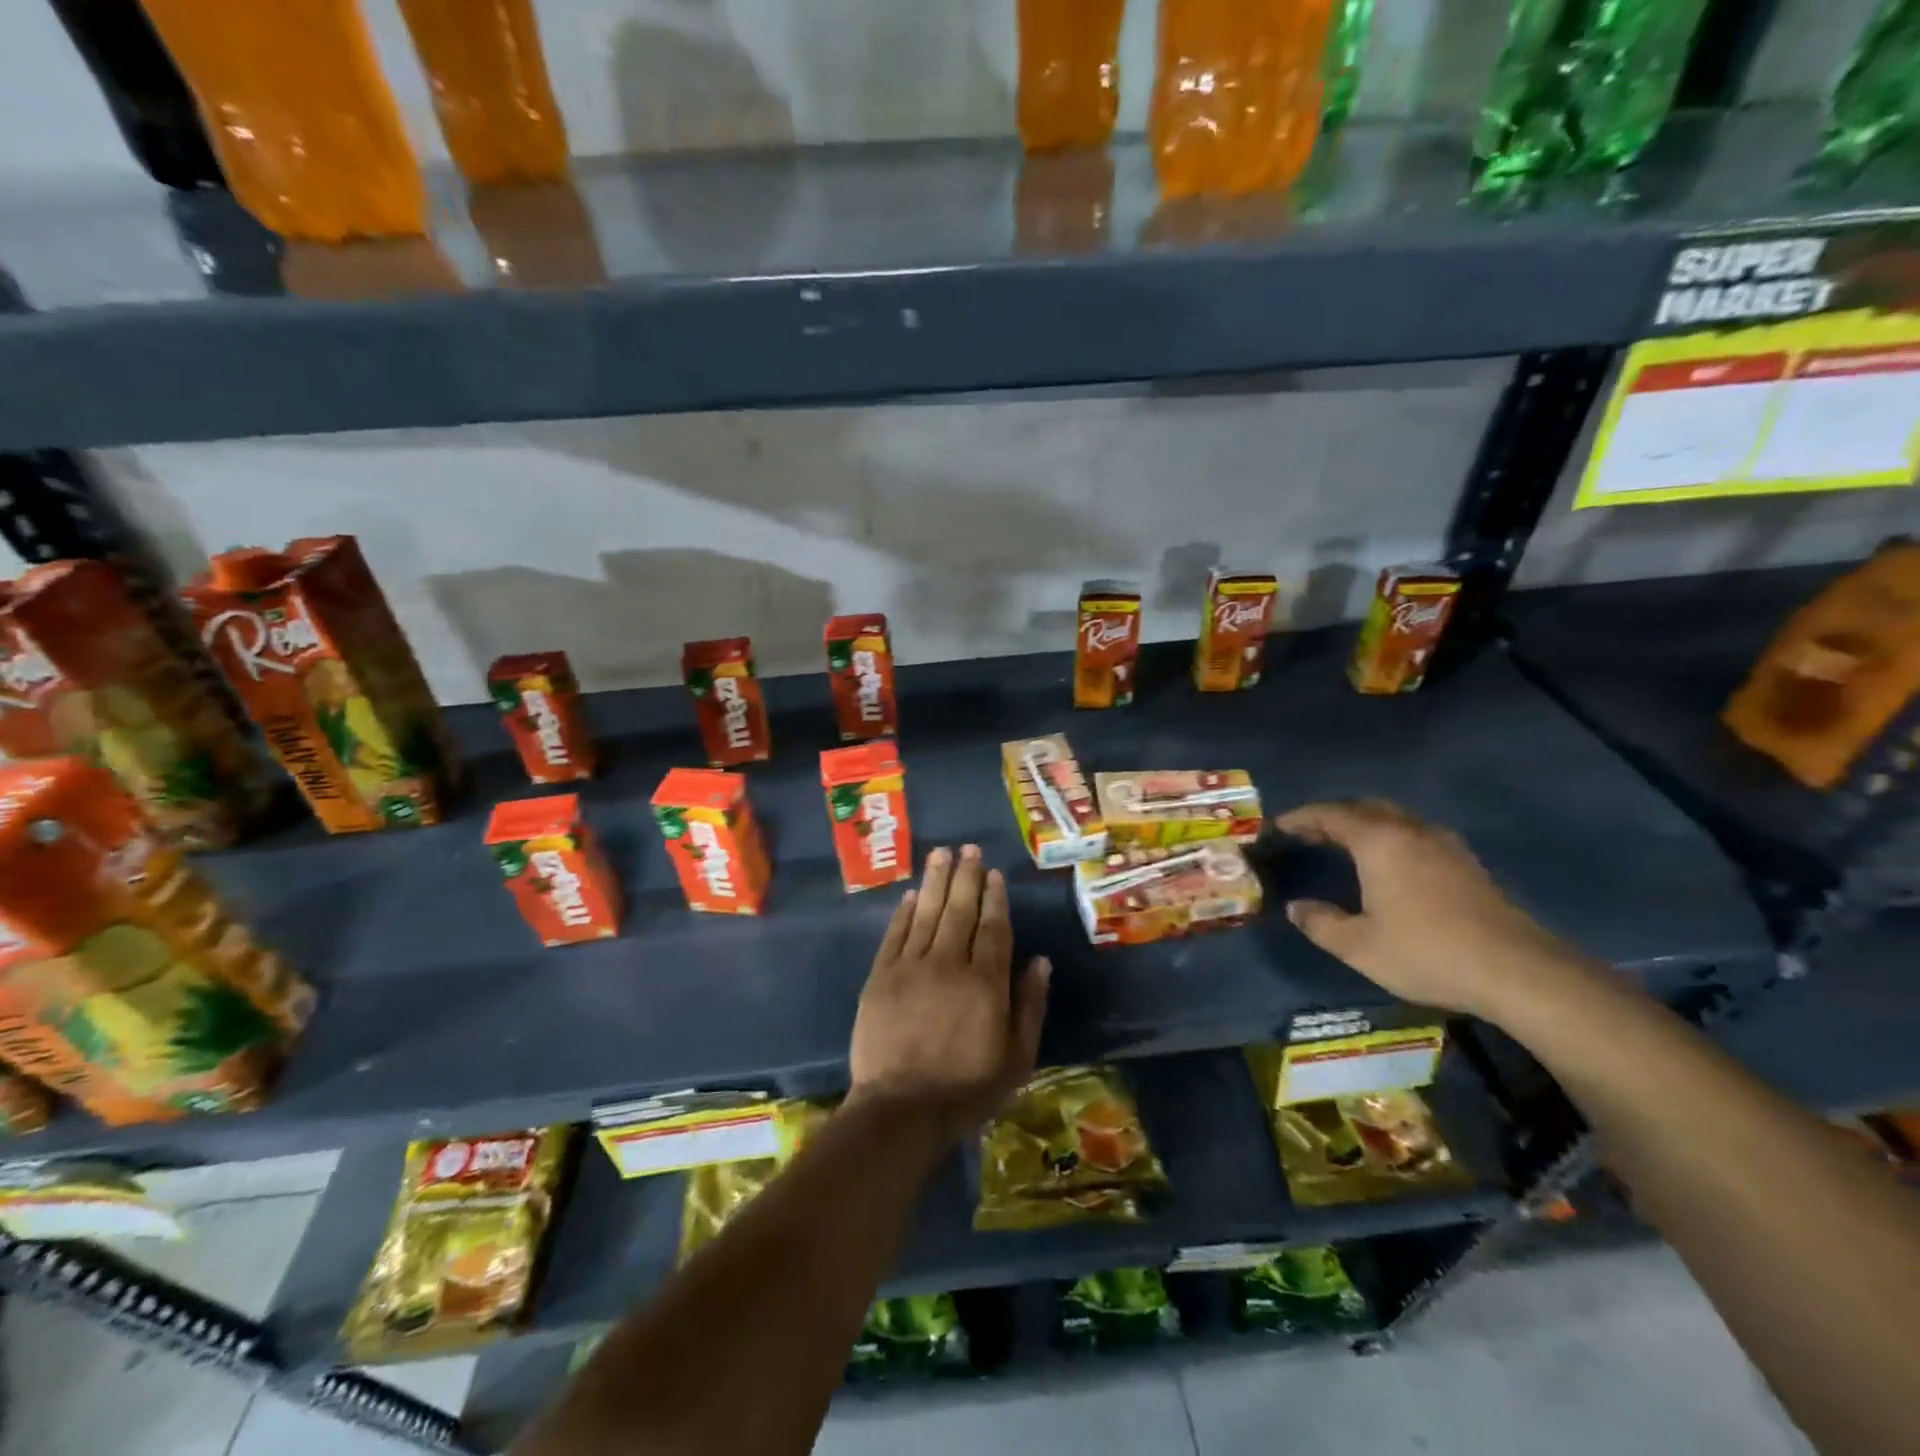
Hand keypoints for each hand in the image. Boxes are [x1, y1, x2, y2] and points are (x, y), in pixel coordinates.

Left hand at [849, 845, 1049, 1136]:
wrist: (901, 1110)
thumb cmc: (966, 1089)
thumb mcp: (1017, 1059)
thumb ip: (1030, 1006)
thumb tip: (1040, 960)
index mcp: (985, 983)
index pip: (993, 928)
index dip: (994, 897)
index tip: (993, 872)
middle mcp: (948, 964)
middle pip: (959, 910)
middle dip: (965, 876)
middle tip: (967, 847)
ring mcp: (910, 968)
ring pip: (926, 914)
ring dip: (934, 881)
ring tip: (940, 853)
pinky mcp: (880, 977)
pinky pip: (894, 935)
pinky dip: (903, 913)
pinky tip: (910, 895)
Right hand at [1274, 799, 1582, 1020]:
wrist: (1518, 971)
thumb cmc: (1427, 952)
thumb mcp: (1359, 946)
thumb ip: (1320, 923)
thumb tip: (1296, 908)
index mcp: (1379, 842)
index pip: (1330, 815)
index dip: (1301, 817)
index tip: (1278, 825)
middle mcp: (1411, 832)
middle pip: (1366, 808)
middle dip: (1334, 816)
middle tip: (1309, 832)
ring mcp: (1445, 845)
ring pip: (1396, 819)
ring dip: (1366, 825)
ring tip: (1345, 844)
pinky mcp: (1467, 864)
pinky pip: (1416, 836)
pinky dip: (1391, 839)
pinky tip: (1389, 865)